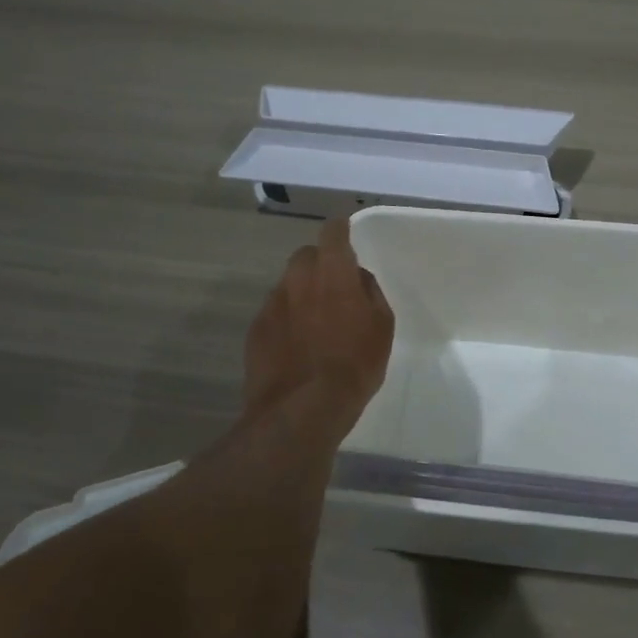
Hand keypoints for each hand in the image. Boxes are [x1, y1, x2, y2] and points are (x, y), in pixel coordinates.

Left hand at [244, 218, 394, 423]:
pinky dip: (286, 319)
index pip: (333, 234)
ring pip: (288, 285)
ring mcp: (272, 304)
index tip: (344, 230)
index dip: (339, 229)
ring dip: (301, 293)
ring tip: (315, 322)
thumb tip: (358, 279)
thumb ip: (370, 293)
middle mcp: (298, 280)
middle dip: (319, 263)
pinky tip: (297, 345)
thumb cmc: (354, 365)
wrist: (303, 409)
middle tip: (334, 286)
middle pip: (305, 256)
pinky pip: (274, 312)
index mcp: (333, 274)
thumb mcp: (382, 328)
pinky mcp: (256, 329)